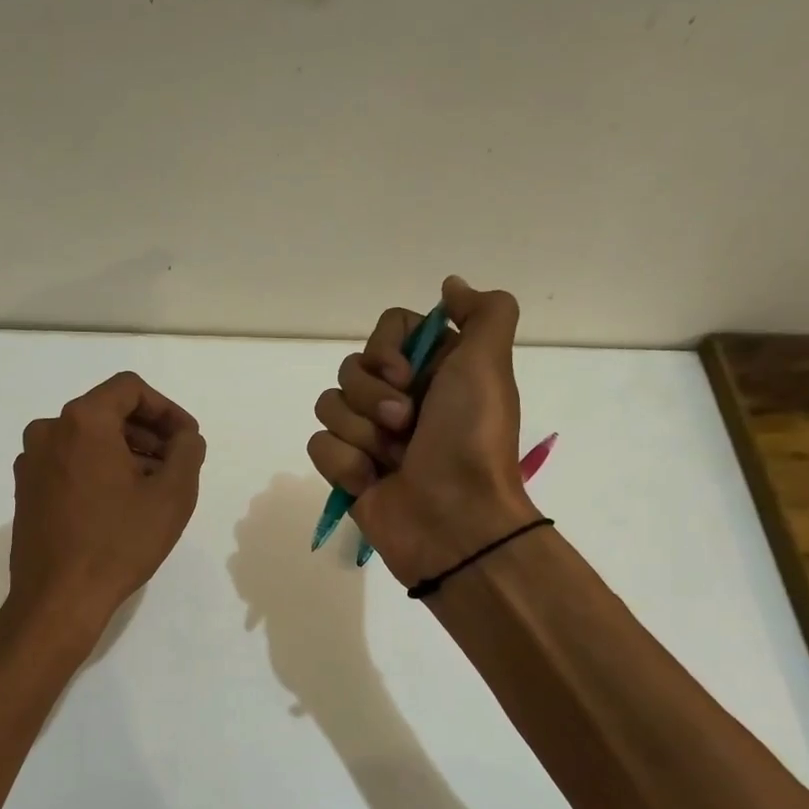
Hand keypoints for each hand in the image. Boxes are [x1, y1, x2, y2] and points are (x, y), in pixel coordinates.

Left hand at [7, 371, 206, 645]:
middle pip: (107, 412)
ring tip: (151, 488)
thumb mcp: (172, 495)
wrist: (58, 599)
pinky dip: (98, 470)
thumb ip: (187, 452)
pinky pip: (69, 462)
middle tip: (175, 465)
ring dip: (125, 453)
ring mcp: (31, 461)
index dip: (167, 409)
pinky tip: (119, 504)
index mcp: (83, 421)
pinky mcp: (25, 489)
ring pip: (88, 439)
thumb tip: (184, 437)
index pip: (130, 389)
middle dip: (147, 433)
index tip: (186, 440)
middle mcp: (49, 430)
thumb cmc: (119, 543)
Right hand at [306, 275, 534, 585]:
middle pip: (351, 367)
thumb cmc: (471, 441)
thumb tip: (451, 286)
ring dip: (360, 434)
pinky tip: (371, 483)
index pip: (387, 329)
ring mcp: (370, 435)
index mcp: (433, 370)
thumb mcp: (488, 366)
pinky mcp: (347, 469)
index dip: (388, 350)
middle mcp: (400, 396)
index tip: (406, 375)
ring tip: (391, 460)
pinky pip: (319, 444)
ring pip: (329, 405)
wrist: (453, 523)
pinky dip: (345, 464)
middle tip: (405, 425)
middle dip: (373, 398)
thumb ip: (483, 313)